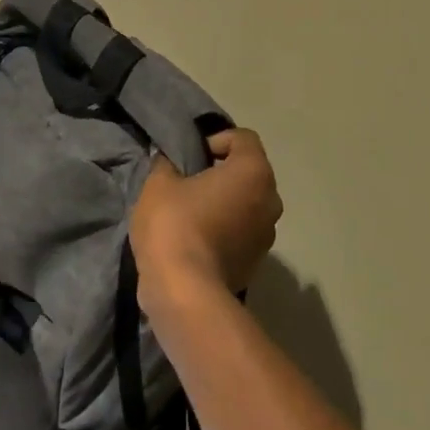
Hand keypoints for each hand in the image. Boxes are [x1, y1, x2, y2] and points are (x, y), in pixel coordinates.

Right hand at [130, 129, 282, 317]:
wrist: (184, 291)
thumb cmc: (174, 224)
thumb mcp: (159, 183)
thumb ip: (166, 164)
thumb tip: (168, 162)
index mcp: (253, 172)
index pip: (243, 138)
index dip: (215, 140)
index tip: (191, 156)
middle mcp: (270, 200)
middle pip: (248, 173)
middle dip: (221, 173)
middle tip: (188, 182)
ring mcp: (267, 235)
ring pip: (246, 205)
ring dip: (224, 203)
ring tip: (191, 213)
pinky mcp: (256, 263)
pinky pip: (241, 233)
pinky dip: (224, 230)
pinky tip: (195, 240)